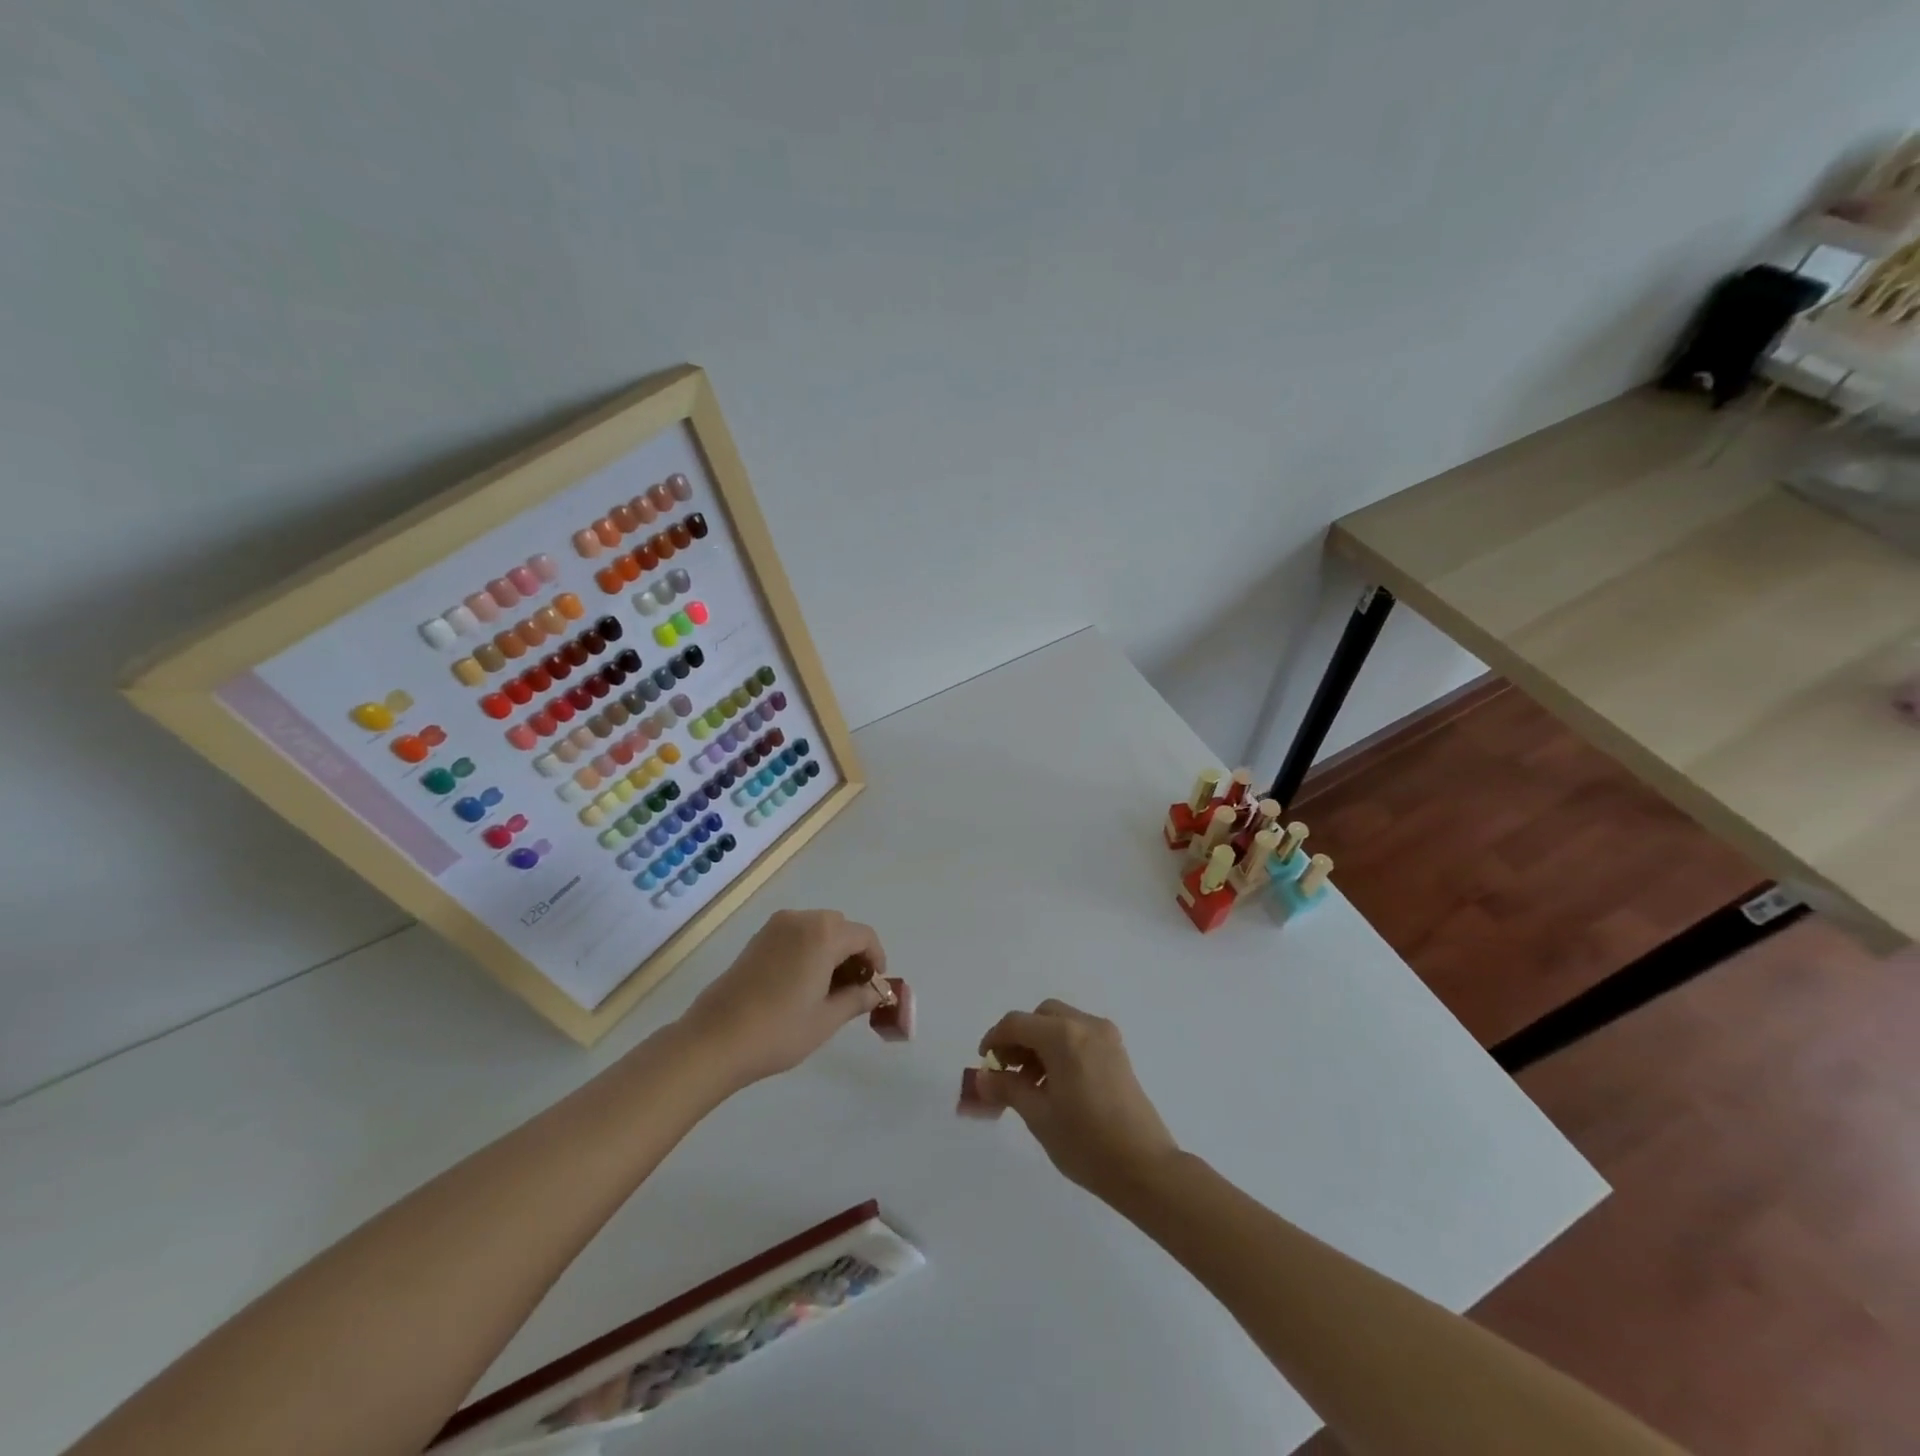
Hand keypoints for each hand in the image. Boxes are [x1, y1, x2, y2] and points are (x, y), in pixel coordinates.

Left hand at [680, 909, 888, 1088]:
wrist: (714, 1040)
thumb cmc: (778, 1030)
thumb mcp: (827, 1019)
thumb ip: (858, 999)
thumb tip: (876, 991)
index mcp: (823, 934)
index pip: (864, 936)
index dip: (877, 959)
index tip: (875, 987)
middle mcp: (801, 919)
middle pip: (840, 928)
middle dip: (852, 954)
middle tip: (852, 990)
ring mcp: (775, 927)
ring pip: (817, 929)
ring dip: (830, 951)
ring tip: (827, 990)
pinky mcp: (757, 939)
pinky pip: (795, 935)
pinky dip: (808, 950)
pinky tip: (801, 984)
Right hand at [976, 1000, 1179, 1203]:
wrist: (1145, 1168)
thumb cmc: (1086, 1142)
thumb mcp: (1038, 1116)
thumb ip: (1007, 1088)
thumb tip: (982, 1077)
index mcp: (1064, 1036)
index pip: (1017, 1023)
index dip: (994, 1039)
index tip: (984, 1063)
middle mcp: (1086, 1026)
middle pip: (1042, 1016)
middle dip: (1020, 1037)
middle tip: (1008, 1070)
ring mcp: (1106, 1038)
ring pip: (1062, 1024)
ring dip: (1040, 1043)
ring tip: (1030, 1084)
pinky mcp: (1118, 1053)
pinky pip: (1080, 1036)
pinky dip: (1061, 1048)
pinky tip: (1056, 1084)